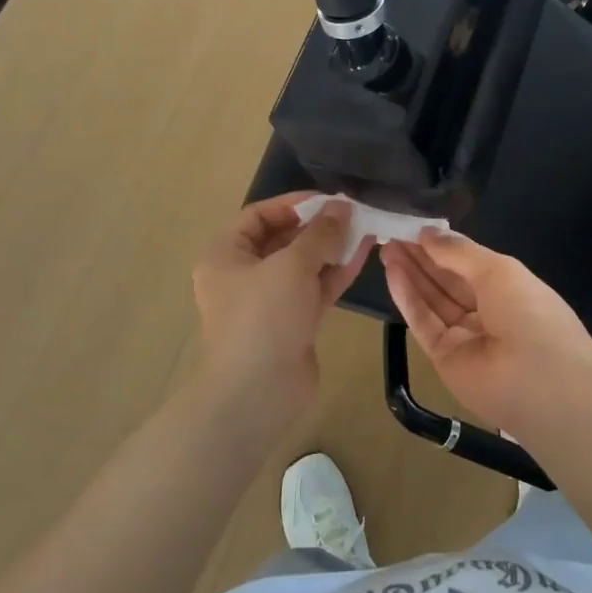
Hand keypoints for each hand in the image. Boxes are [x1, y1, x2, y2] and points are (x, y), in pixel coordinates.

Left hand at [193, 193, 373, 416]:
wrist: (258, 392)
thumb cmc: (264, 317)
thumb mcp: (292, 265)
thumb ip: (320, 233)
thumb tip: (342, 206)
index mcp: (226, 255)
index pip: (258, 216)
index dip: (293, 204)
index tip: (329, 199)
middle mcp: (243, 275)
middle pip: (282, 239)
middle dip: (318, 226)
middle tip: (353, 213)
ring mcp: (269, 301)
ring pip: (303, 265)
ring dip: (331, 247)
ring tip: (366, 227)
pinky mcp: (292, 323)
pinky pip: (314, 288)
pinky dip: (336, 272)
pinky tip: (364, 253)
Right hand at [380, 230, 591, 442]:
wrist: (541, 381)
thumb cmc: (529, 313)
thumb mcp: (498, 270)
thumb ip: (459, 251)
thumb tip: (427, 232)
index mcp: (507, 288)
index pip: (468, 264)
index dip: (442, 246)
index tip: (414, 227)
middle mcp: (486, 311)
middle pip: (446, 280)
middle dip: (421, 257)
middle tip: (392, 234)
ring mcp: (464, 336)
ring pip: (432, 300)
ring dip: (410, 273)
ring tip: (385, 247)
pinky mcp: (444, 357)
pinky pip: (423, 322)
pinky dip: (407, 298)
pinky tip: (392, 273)